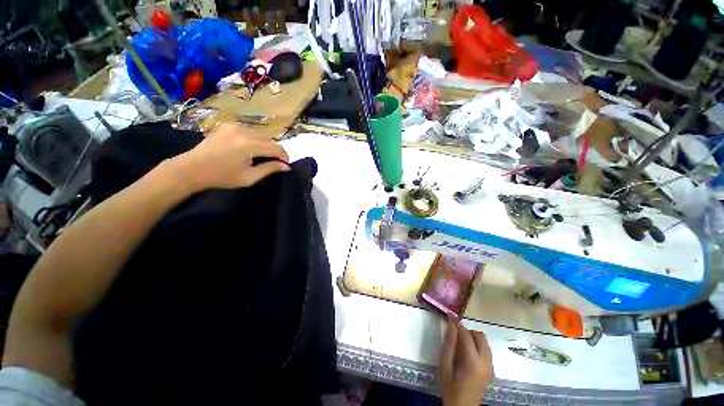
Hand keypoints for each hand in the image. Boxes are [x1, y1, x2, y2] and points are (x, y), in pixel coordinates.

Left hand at [171, 123, 289, 191]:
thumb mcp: (249, 177)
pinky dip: (256, 139)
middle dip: (276, 150)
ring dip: (267, 144)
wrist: (192, 168)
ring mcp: (235, 126)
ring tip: (265, 155)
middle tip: (276, 161)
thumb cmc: (222, 176)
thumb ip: (269, 169)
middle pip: (270, 139)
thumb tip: (286, 166)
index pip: (276, 148)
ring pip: (261, 134)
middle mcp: (243, 131)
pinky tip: (251, 148)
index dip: (284, 156)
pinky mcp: (228, 125)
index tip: (286, 164)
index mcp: (249, 145)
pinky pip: (250, 131)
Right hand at [439, 320, 493, 405]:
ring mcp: (490, 367)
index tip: (449, 320)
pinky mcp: (491, 370)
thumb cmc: (450, 387)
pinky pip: (486, 350)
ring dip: (472, 338)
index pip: (467, 335)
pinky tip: (466, 353)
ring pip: (484, 343)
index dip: (458, 325)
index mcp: (473, 361)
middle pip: (480, 336)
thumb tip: (451, 325)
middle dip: (467, 331)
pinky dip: (477, 346)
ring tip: (460, 344)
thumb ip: (449, 345)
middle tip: (455, 334)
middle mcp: (486, 362)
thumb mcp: (445, 366)